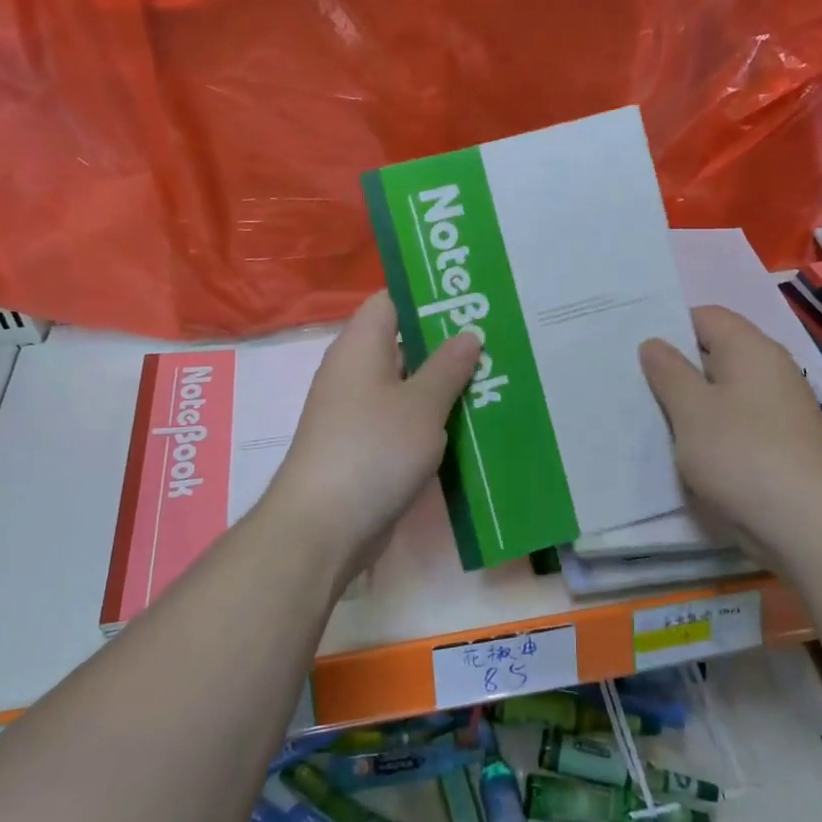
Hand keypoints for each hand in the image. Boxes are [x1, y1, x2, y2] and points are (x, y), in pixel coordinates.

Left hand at [260, 292, 481, 581]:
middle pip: (404, 341)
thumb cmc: (374, 450)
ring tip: (496, 375)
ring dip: (445, 382)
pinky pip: (404, 417)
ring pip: (408, 383)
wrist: (323, 527)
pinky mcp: (366, 445)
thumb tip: (468, 334)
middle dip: (448, 341)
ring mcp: (358, 410)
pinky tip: (472, 421)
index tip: (472, 296)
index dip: (429, 294)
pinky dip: (433, 416)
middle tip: (498, 337)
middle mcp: (355, 370)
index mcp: (361, 345)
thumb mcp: (422, 404)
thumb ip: (448, 366)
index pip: (392, 300)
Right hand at [639, 305, 821, 563]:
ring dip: (692, 404)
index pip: (705, 316)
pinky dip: (712, 430)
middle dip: (676, 368)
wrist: (808, 526)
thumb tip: (654, 344)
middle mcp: (772, 370)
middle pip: (716, 353)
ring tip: (654, 420)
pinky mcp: (784, 444)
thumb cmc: (741, 454)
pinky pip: (738, 423)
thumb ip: (668, 372)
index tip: (636, 351)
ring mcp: (781, 409)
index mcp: (751, 348)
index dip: (669, 327)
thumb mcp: (691, 409)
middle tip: (634, 384)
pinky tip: (688, 452)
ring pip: (725, 392)